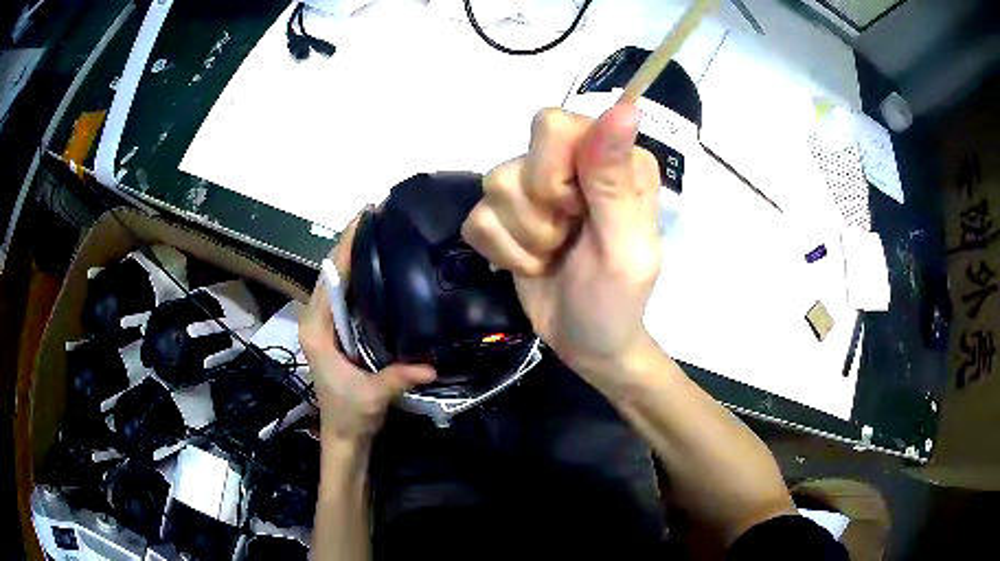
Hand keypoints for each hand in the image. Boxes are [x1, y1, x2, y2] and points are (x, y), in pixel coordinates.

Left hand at [300, 215, 435, 443]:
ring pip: (335, 282)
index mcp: (316, 329)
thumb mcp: (372, 395)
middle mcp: (315, 320)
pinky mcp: (334, 331)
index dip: (345, 247)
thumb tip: (430, 364)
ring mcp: (323, 325)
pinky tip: (376, 268)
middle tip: (376, 218)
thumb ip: (396, 378)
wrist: (344, 434)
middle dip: (349, 244)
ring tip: (377, 234)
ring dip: (352, 257)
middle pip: (330, 274)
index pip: (330, 279)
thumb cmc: (350, 414)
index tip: (362, 219)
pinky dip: (356, 277)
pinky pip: (343, 295)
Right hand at [462, 105, 661, 377]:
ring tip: (553, 255)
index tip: (576, 211)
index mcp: (611, 157)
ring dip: (524, 238)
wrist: (588, 342)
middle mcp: (571, 160)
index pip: (554, 124)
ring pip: (493, 187)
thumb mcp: (626, 247)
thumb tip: (625, 107)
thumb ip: (617, 179)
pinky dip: (504, 252)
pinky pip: (476, 219)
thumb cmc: (617, 299)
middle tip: (567, 237)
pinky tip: (532, 264)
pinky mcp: (503, 215)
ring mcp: (533, 186)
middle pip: (518, 158)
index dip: (554, 173)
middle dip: (538, 212)